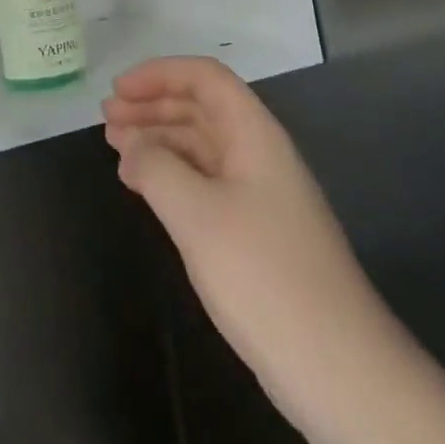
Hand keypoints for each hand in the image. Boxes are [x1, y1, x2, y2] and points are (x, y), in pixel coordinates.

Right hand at [103, 57, 391, 435]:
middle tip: (106, 119)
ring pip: (200, 147)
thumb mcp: (197, 214)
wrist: (338, 369)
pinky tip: (143, 187)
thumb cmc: (264, 275)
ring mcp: (259, 196)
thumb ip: (156, 168)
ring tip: (115, 148)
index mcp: (255, 135)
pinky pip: (204, 183)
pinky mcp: (254, 233)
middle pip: (201, 109)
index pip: (205, 78)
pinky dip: (170, 176)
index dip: (159, 74)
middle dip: (152, 105)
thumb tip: (132, 146)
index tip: (118, 91)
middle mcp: (259, 155)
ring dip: (157, 140)